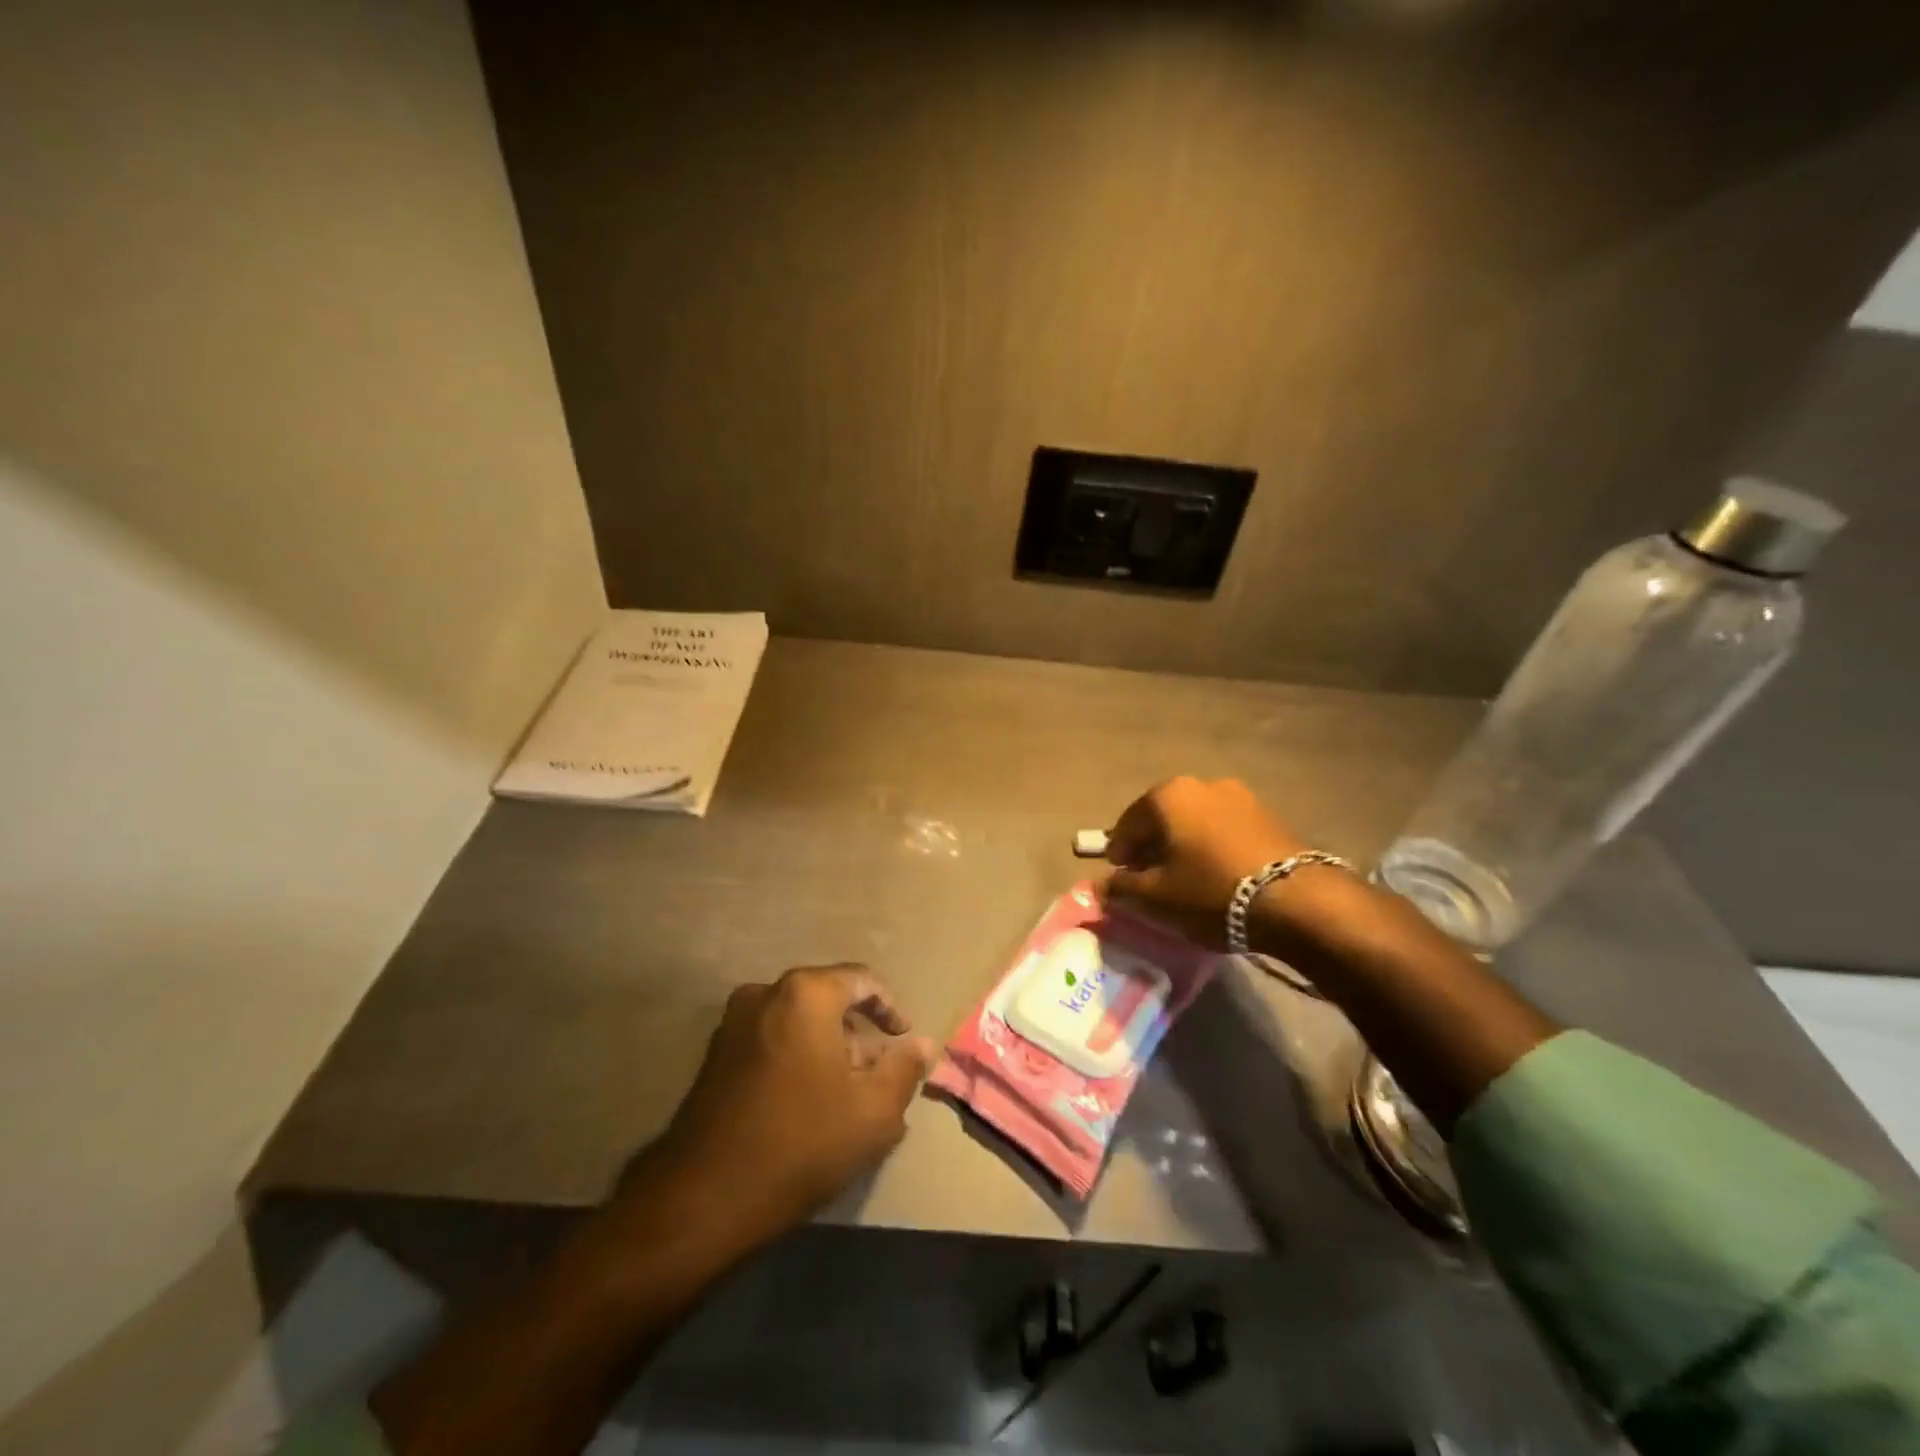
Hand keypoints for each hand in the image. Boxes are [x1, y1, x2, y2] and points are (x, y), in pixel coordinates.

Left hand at [653, 964, 936, 1233]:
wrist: (704, 1197)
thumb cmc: (801, 1143)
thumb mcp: (873, 1112)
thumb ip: (904, 1070)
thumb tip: (921, 1044)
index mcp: (806, 994)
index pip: (861, 980)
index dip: (889, 1008)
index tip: (903, 1038)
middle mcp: (766, 994)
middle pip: (826, 999)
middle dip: (857, 1032)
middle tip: (876, 1074)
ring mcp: (733, 1024)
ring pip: (797, 1021)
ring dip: (826, 1047)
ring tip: (846, 1093)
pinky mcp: (714, 1056)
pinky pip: (770, 1040)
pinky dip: (795, 1058)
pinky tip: (807, 1102)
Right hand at [1103, 777, 1307, 947]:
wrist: (1295, 899)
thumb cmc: (1211, 891)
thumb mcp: (1156, 897)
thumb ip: (1122, 888)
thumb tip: (1102, 885)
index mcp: (1168, 796)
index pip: (1127, 824)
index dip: (1119, 853)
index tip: (1119, 877)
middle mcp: (1202, 784)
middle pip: (1163, 818)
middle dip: (1152, 847)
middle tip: (1149, 879)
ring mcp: (1239, 796)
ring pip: (1195, 822)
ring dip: (1184, 846)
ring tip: (1186, 880)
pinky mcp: (1268, 815)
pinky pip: (1224, 829)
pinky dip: (1212, 847)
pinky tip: (1217, 875)